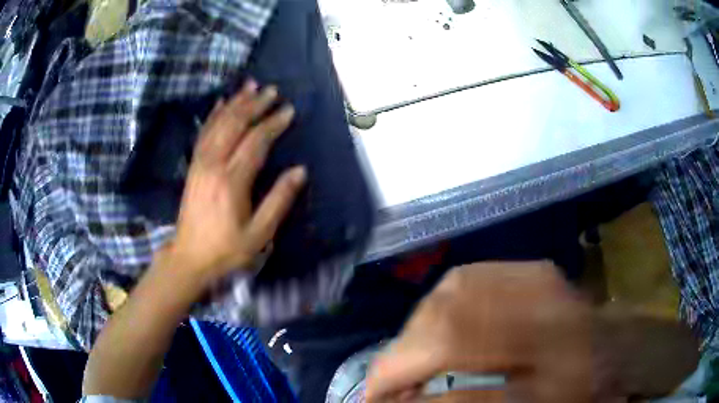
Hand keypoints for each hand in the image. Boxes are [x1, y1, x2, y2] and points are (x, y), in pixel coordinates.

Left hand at [168, 80, 305, 289]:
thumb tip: (300, 171)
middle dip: (255, 105)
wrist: (189, 256)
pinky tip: (221, 102)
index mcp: (232, 182)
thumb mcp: (259, 233)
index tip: (289, 110)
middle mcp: (214, 165)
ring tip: (250, 86)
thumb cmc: (227, 249)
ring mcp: (200, 163)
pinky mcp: (193, 166)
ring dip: (236, 103)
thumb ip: (279, 200)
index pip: (256, 142)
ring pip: (218, 124)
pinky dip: (213, 115)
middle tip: (272, 90)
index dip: (273, 124)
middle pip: (235, 125)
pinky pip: (203, 133)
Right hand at [365, 262, 592, 402]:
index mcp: (547, 352)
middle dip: (401, 357)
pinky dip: (438, 306)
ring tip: (409, 363)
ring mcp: (534, 278)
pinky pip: (467, 279)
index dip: (400, 378)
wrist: (618, 348)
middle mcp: (538, 305)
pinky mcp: (532, 270)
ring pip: (449, 293)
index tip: (374, 400)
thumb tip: (407, 400)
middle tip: (387, 386)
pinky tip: (436, 329)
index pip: (456, 359)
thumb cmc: (580, 388)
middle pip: (446, 321)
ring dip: (416, 332)